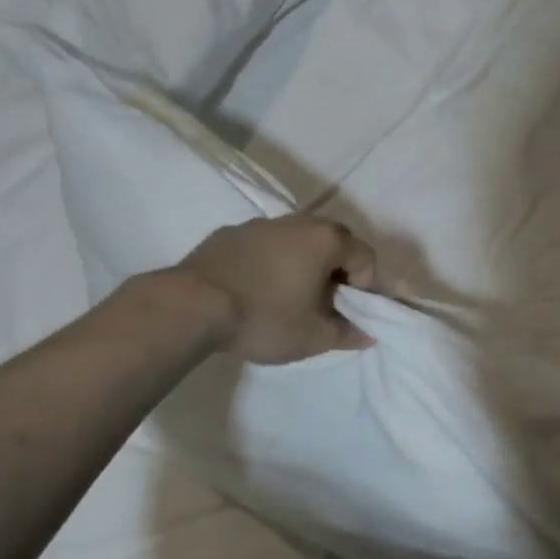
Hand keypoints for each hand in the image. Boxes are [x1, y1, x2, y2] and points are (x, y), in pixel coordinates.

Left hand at [176, 216, 377, 364]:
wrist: (191, 305)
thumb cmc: (264, 318)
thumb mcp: (313, 337)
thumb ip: (348, 333)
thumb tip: (368, 332)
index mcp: (327, 239)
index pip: (366, 258)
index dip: (366, 288)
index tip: (348, 313)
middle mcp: (299, 221)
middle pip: (334, 242)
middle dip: (337, 271)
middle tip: (324, 304)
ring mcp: (261, 223)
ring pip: (297, 240)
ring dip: (303, 263)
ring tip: (287, 297)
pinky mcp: (230, 232)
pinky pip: (265, 244)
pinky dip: (270, 261)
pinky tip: (254, 289)